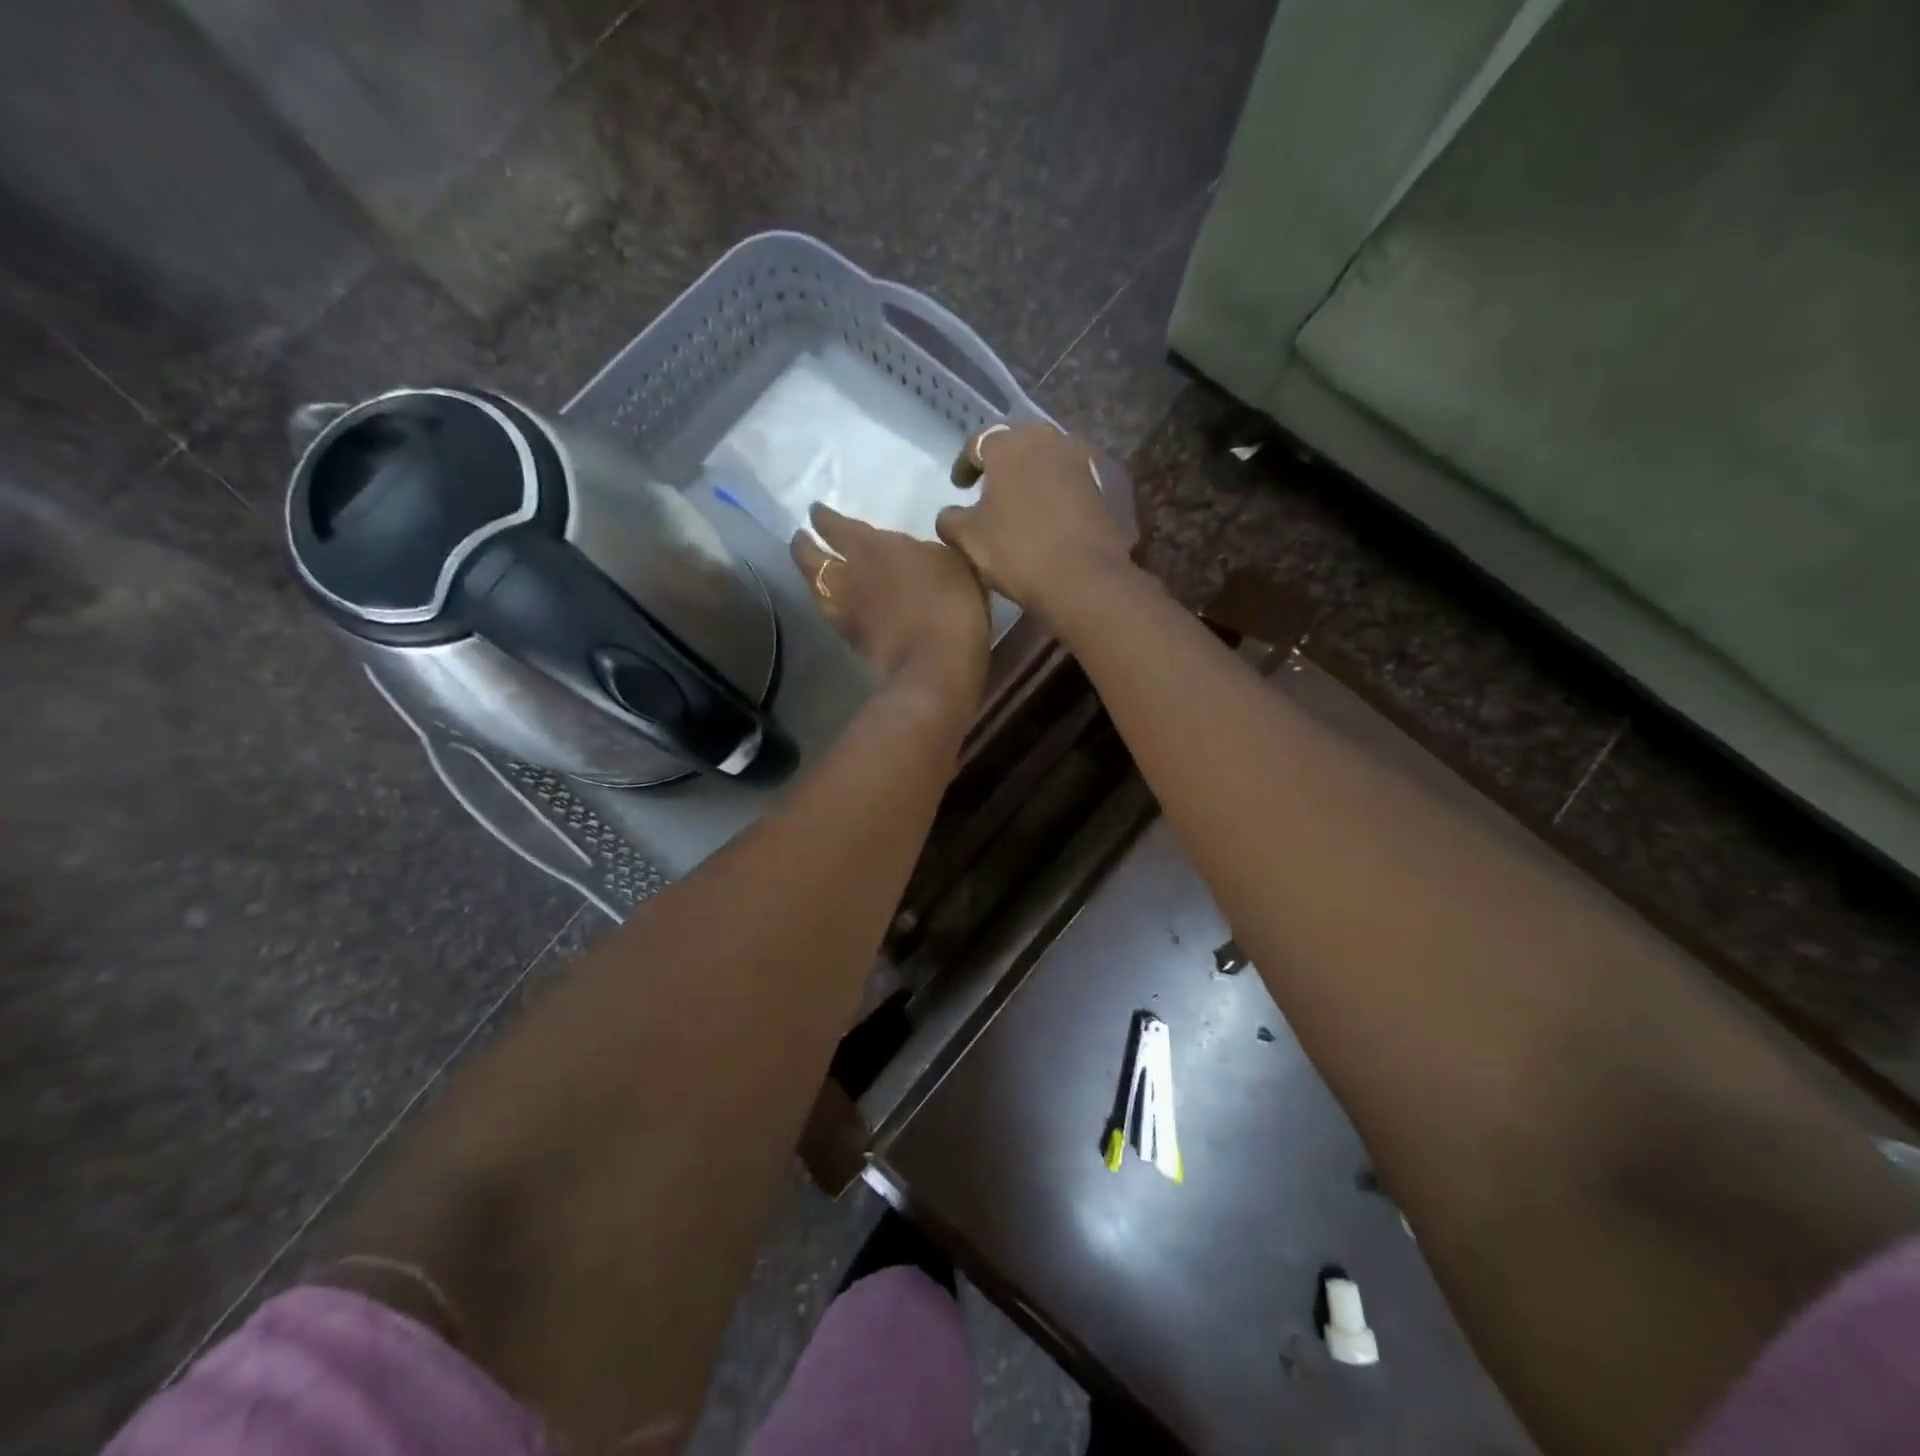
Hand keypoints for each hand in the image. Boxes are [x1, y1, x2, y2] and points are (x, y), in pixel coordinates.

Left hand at [791, 502, 989, 704]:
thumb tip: (912, 549)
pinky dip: (829, 604)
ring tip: (813, 572)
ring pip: (813, 588)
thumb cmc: (950, 602)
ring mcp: (845, 611)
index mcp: (870, 547)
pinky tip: (836, 604)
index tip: (816, 511)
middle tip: (801, 539)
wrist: (936, 662)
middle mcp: (847, 575)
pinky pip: (831, 613)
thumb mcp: (949, 560)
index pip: (833, 526)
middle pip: (808, 558)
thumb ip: (922, 550)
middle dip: (802, 546)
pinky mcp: (851, 640)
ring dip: (810, 577)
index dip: (822, 517)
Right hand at [935, 423, 1130, 616]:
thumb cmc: (1017, 551)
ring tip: (1025, 503)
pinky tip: (1053, 517)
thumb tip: (951, 514)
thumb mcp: (968, 539)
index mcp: (1010, 445)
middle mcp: (1049, 440)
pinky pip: (1074, 481)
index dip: (965, 464)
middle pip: (1019, 444)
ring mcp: (1084, 460)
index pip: (979, 443)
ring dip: (1035, 476)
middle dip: (1004, 464)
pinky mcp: (1107, 485)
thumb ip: (951, 519)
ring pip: (1050, 460)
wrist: (1084, 578)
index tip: (959, 485)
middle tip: (992, 489)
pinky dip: (1060, 492)